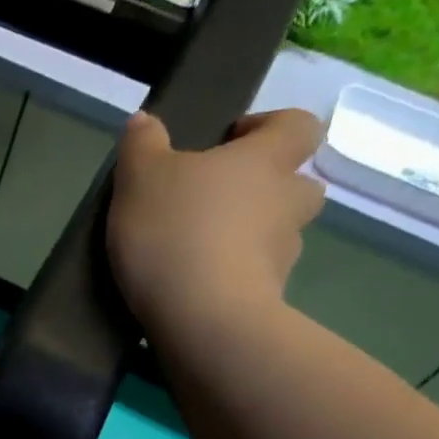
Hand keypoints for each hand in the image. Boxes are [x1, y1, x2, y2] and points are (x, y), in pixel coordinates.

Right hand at [107, 109, 325, 333]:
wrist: (201, 317)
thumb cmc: (173, 231)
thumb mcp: (139, 179)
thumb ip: (142, 145)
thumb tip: (145, 120)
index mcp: (264, 161)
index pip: (297, 126)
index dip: (270, 126)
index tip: (231, 141)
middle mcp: (286, 202)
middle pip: (299, 184)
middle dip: (269, 188)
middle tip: (222, 201)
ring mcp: (283, 254)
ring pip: (280, 234)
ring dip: (253, 236)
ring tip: (204, 250)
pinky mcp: (269, 298)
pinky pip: (258, 277)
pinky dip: (237, 277)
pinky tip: (198, 287)